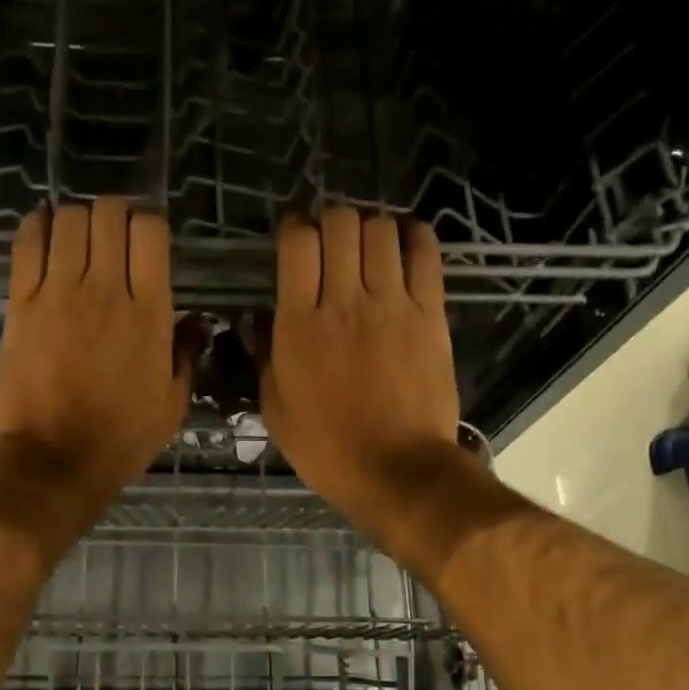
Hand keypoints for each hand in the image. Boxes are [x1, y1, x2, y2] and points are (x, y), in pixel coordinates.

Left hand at [0, 198, 194, 510]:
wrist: (54, 461)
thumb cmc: (121, 438)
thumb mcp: (172, 404)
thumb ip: (187, 354)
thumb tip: (195, 319)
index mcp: (150, 313)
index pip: (151, 231)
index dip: (151, 220)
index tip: (148, 234)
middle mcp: (105, 290)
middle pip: (109, 214)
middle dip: (115, 212)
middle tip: (114, 231)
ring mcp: (59, 293)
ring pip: (69, 219)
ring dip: (79, 217)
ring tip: (80, 234)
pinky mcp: (21, 303)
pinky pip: (28, 243)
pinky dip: (38, 225)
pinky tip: (46, 228)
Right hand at [257, 206, 477, 572]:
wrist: (397, 470)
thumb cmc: (327, 447)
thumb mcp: (276, 408)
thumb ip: (264, 355)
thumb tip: (257, 317)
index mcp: (300, 325)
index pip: (297, 243)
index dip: (293, 227)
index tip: (292, 236)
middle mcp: (345, 302)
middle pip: (340, 223)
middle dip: (329, 219)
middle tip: (328, 239)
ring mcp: (393, 305)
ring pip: (381, 230)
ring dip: (368, 226)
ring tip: (364, 243)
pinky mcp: (431, 314)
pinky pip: (425, 254)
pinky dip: (413, 236)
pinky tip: (403, 243)